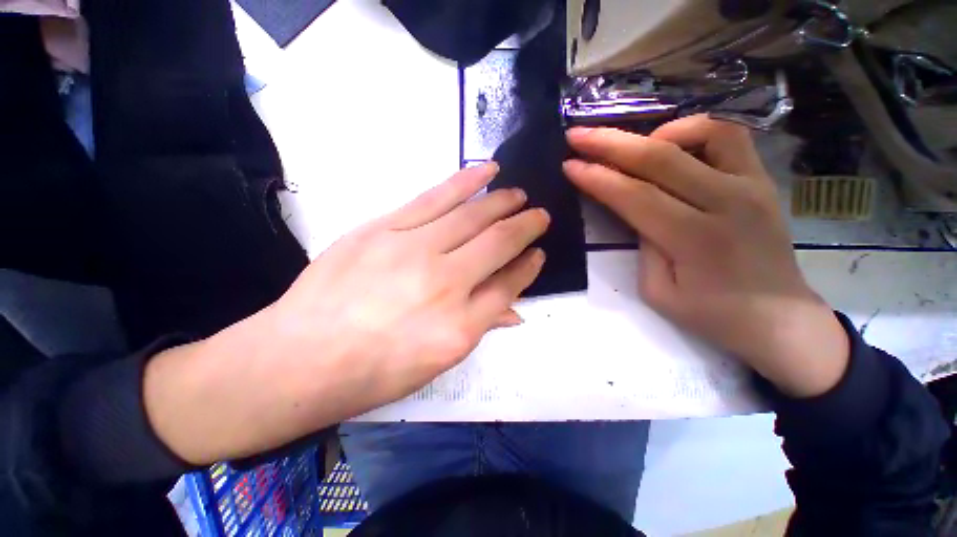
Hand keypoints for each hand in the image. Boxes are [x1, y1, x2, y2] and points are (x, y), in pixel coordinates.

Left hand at [144, 163, 548, 463]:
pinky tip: (486, 171)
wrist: (300, 359)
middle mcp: (444, 283)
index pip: (508, 286)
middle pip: (497, 243)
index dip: (528, 268)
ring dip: (501, 202)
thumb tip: (514, 310)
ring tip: (518, 193)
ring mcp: (413, 250)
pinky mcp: (384, 228)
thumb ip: (479, 327)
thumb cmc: (373, 372)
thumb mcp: (435, 363)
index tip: (538, 254)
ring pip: (471, 215)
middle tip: (539, 215)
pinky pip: (435, 198)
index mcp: (460, 327)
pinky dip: (465, 181)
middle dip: (525, 227)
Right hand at [563, 115, 848, 397]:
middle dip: (609, 143)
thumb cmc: (712, 314)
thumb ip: (643, 243)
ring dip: (655, 132)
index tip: (568, 165)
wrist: (779, 318)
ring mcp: (751, 183)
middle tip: (577, 134)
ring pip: (701, 131)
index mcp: (694, 239)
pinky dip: (693, 131)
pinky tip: (672, 147)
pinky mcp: (762, 178)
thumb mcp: (657, 289)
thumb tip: (634, 208)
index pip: (633, 196)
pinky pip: (728, 136)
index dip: (596, 178)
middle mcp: (726, 201)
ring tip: (630, 146)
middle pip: (659, 157)